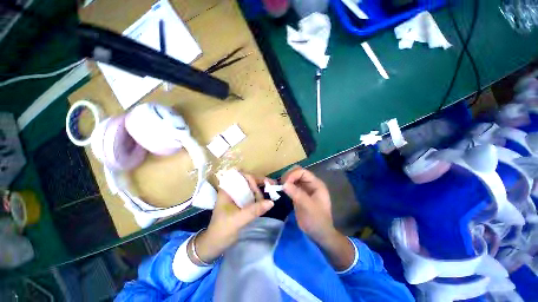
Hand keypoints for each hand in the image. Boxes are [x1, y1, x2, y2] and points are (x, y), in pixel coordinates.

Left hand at [189, 173, 274, 264]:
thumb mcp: (238, 220)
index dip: (251, 177)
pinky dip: (259, 196)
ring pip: (251, 187)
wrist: (214, 244)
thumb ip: (254, 210)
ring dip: (261, 188)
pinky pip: (252, 195)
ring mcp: (237, 196)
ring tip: (271, 193)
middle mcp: (232, 190)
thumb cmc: (222, 230)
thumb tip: (271, 202)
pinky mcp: (241, 203)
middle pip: (247, 180)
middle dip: (259, 182)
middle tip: (271, 187)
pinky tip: (266, 199)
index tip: (262, 184)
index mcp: (227, 190)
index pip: (240, 175)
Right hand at [282, 166, 335, 242]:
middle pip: (297, 172)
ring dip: (286, 180)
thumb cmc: (316, 220)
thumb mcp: (307, 206)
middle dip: (288, 176)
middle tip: (281, 184)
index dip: (292, 175)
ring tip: (280, 187)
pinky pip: (291, 185)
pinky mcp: (299, 194)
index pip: (302, 172)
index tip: (284, 183)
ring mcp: (304, 188)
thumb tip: (284, 184)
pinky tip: (282, 190)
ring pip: (293, 178)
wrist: (318, 233)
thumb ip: (296, 194)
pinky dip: (286, 186)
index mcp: (316, 184)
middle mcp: (310, 183)